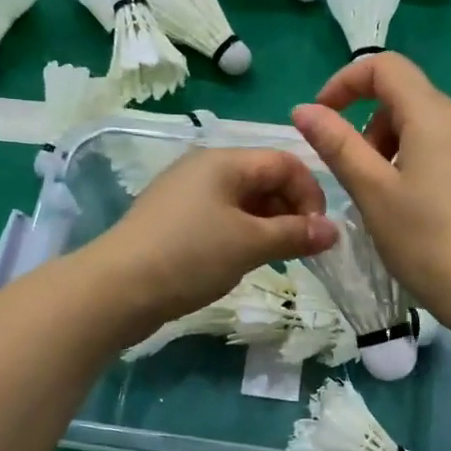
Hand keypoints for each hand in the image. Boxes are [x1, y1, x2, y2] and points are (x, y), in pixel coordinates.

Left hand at [83, 146, 338, 328]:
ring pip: (242, 202)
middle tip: (300, 250)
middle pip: (263, 179)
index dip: (310, 194)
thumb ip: (295, 234)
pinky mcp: (172, 223)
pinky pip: (220, 220)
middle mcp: (204, 169)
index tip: (318, 234)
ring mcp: (184, 196)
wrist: (117, 289)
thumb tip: (333, 231)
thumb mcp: (250, 243)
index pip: (284, 162)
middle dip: (290, 211)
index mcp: (224, 161)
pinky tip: (241, 262)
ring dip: (267, 226)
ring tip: (275, 259)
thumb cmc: (190, 256)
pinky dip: (241, 236)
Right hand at [292, 54, 450, 324]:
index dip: (345, 84)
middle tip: (357, 177)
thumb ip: (337, 145)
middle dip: (369, 127)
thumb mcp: (372, 191)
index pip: (385, 67)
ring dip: (392, 148)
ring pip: (426, 126)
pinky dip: (418, 162)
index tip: (322, 119)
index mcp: (434, 114)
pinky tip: (414, 209)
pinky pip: (446, 149)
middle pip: (405, 98)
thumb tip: (304, 110)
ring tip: (383, 199)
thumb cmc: (425, 240)